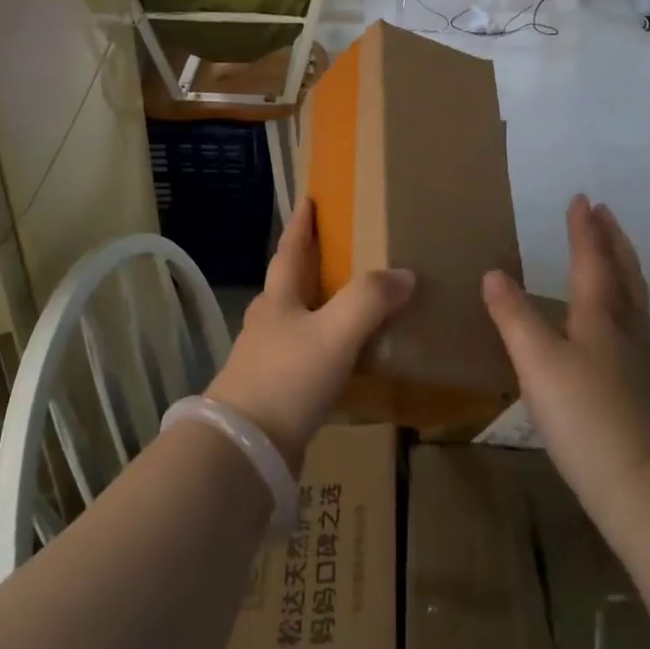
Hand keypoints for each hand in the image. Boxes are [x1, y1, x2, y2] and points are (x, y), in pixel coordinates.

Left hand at [206, 200, 414, 471]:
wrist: (244, 450)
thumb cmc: (286, 379)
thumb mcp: (334, 333)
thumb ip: (370, 300)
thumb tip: (406, 274)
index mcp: (278, 298)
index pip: (290, 249)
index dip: (301, 223)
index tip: (309, 198)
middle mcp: (269, 321)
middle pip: (291, 282)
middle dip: (313, 262)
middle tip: (345, 248)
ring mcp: (268, 357)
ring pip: (299, 319)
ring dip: (323, 305)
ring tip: (355, 301)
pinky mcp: (275, 390)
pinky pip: (307, 354)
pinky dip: (328, 345)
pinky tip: (348, 358)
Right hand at [482, 196, 649, 515]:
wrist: (640, 484)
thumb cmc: (583, 413)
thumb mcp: (536, 360)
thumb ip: (514, 315)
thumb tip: (494, 273)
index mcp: (599, 315)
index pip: (592, 260)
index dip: (584, 229)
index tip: (582, 198)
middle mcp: (623, 328)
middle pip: (623, 273)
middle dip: (612, 240)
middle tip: (605, 213)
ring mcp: (635, 358)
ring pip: (634, 298)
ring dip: (624, 266)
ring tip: (614, 253)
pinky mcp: (637, 386)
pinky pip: (633, 322)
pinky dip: (625, 300)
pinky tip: (613, 322)